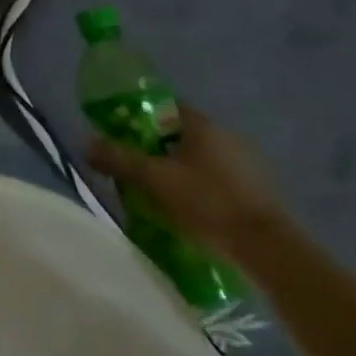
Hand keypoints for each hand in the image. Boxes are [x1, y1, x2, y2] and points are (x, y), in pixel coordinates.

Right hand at [86, 105, 284, 259]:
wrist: (268, 249)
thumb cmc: (208, 202)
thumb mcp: (155, 180)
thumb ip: (119, 159)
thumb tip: (86, 142)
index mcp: (201, 124)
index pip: (163, 106)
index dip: (139, 117)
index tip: (121, 134)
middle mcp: (225, 135)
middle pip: (179, 133)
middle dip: (156, 148)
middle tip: (135, 168)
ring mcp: (245, 162)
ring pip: (198, 158)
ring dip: (178, 169)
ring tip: (158, 193)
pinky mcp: (256, 189)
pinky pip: (216, 178)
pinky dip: (199, 186)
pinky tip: (188, 209)